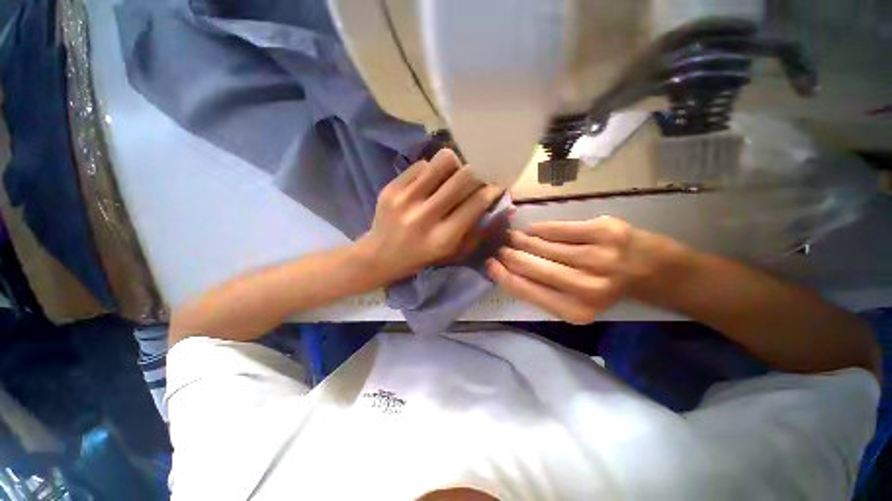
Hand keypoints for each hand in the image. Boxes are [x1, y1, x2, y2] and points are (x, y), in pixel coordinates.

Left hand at [358, 149, 503, 281]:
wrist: (379, 255)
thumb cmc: (421, 258)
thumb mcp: (453, 252)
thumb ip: (479, 230)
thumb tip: (505, 206)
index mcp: (443, 237)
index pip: (476, 203)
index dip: (492, 190)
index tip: (496, 184)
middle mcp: (425, 216)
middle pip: (463, 177)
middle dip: (477, 174)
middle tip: (476, 178)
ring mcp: (405, 199)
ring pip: (443, 161)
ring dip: (455, 166)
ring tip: (451, 177)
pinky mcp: (391, 187)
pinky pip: (422, 164)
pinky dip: (432, 171)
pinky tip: (429, 183)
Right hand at [486, 217, 686, 323]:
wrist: (654, 271)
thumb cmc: (607, 290)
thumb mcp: (574, 302)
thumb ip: (541, 290)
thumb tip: (505, 270)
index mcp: (575, 310)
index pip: (524, 289)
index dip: (502, 274)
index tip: (489, 264)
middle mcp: (586, 286)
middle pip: (529, 265)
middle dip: (508, 254)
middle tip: (499, 248)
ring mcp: (597, 256)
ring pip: (541, 244)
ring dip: (520, 240)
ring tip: (511, 237)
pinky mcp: (604, 231)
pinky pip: (557, 228)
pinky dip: (539, 228)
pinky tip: (531, 230)